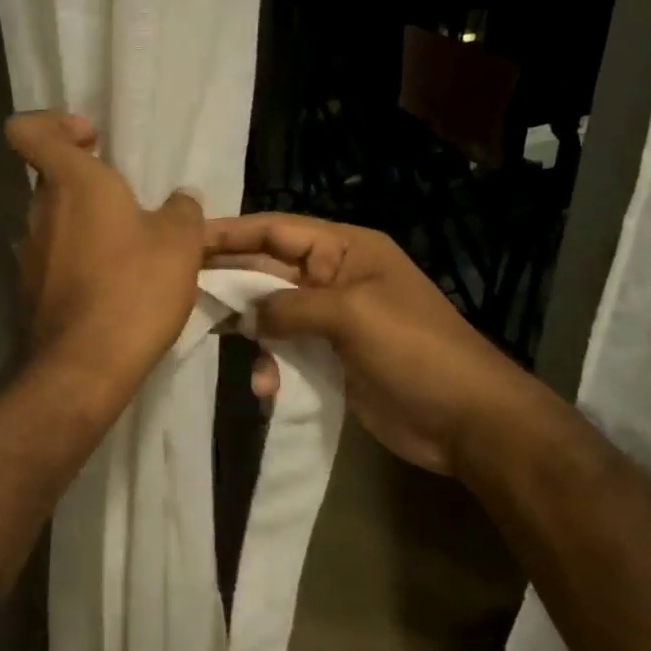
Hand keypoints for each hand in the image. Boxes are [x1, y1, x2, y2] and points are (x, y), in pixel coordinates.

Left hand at [7, 111, 204, 415]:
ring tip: (129, 250)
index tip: (92, 140)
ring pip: (55, 221)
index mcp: (71, 182)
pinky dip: (79, 260)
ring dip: (86, 225)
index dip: (54, 124)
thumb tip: (180, 200)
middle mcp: (40, 211)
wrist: (87, 365)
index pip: (28, 130)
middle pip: (50, 177)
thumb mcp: (180, 242)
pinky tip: (113, 285)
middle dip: (86, 181)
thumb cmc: (135, 287)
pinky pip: (54, 259)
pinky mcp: (29, 290)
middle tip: (129, 202)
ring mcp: (28, 253)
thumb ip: (181, 211)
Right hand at [205, 213, 553, 477]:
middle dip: (231, 281)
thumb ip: (291, 307)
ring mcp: (332, 319)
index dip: (231, 233)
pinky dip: (271, 365)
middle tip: (182, 291)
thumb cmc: (414, 350)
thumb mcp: (352, 314)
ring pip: (272, 313)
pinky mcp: (331, 357)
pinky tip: (265, 387)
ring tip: (221, 342)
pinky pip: (287, 350)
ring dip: (250, 330)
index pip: (276, 230)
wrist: (467, 420)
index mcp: (345, 249)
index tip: (186, 239)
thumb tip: (247, 316)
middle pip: (269, 269)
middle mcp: (334, 277)